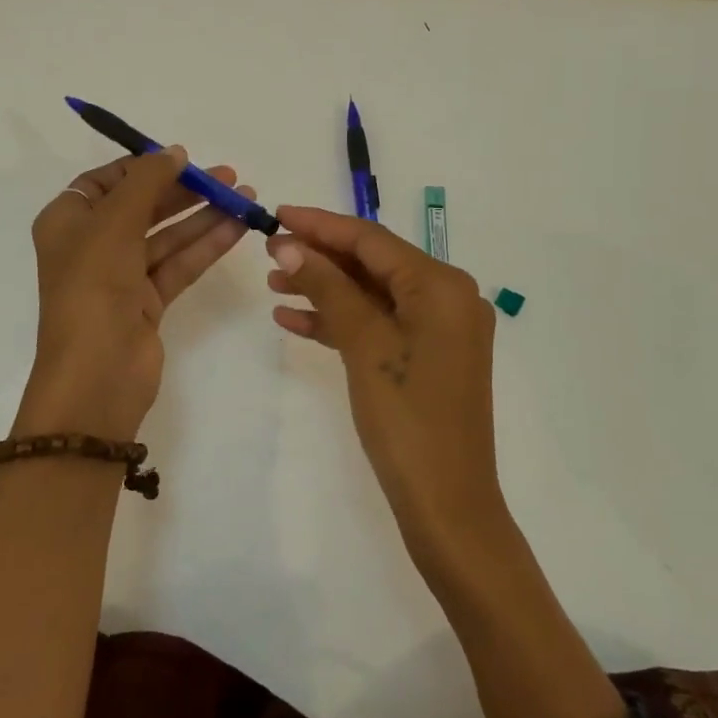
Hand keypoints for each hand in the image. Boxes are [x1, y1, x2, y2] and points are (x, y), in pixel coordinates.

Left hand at [15, 148, 254, 442]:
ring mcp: (121, 276)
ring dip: (204, 217)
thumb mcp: (114, 223)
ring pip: (167, 236)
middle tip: (229, 177)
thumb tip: (174, 152)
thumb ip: (146, 182)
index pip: (106, 182)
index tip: (183, 159)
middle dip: (185, 191)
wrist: (97, 374)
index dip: (144, 167)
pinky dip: (206, 246)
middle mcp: (92, 245)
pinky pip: (179, 264)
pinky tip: (238, 229)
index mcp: (68, 222)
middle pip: (143, 207)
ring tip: (246, 199)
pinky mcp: (148, 302)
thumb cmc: (94, 288)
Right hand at [265, 205, 504, 562]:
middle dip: (321, 258)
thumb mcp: (364, 345)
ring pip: (373, 295)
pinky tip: (295, 320)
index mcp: (442, 286)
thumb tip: (290, 243)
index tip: (276, 213)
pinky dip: (341, 321)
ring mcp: (439, 330)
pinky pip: (380, 325)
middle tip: (269, 253)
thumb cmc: (407, 418)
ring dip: (326, 289)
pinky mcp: (428, 357)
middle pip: (373, 264)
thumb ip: (329, 288)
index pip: (373, 240)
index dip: (321, 225)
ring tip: (274, 284)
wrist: (447, 504)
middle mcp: (448, 298)